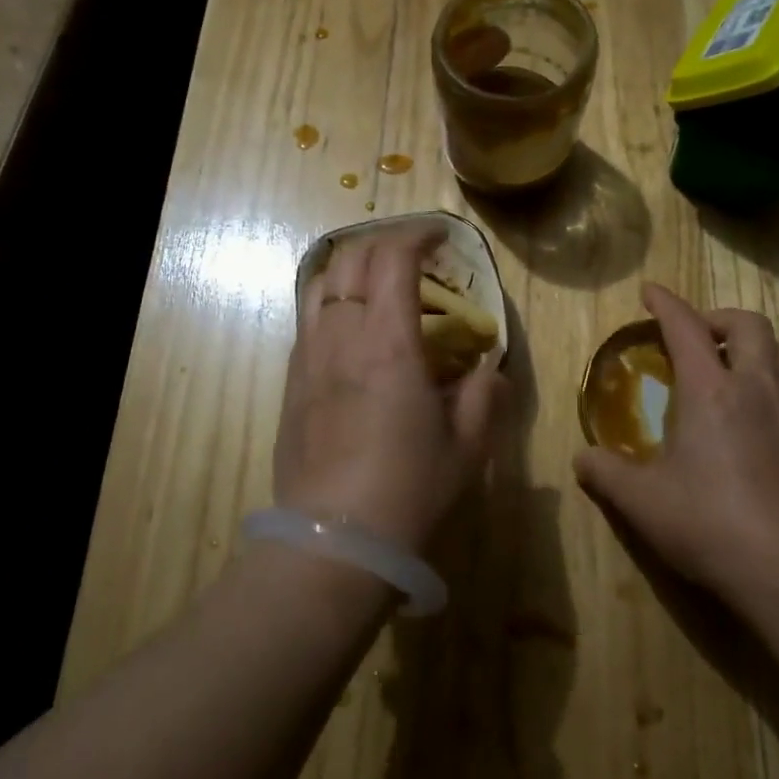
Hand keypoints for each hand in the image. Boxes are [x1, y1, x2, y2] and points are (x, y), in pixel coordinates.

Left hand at [275, 225, 501, 551]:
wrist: (333, 543)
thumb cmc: (408, 491)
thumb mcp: (468, 447)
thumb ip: (483, 395)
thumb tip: (487, 369)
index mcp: (387, 342)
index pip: (393, 258)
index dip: (419, 234)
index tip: (443, 237)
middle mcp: (340, 335)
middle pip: (351, 258)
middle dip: (385, 242)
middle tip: (416, 256)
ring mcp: (308, 357)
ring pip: (320, 283)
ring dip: (352, 267)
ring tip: (379, 283)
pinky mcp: (291, 382)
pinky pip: (308, 319)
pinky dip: (333, 301)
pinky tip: (353, 329)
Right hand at [573, 283, 778, 607]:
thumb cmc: (709, 524)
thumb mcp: (641, 501)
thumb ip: (605, 473)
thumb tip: (582, 458)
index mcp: (711, 391)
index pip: (686, 328)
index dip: (665, 303)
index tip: (649, 291)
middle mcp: (755, 389)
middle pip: (748, 325)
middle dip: (717, 318)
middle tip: (693, 335)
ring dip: (754, 345)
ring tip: (730, 365)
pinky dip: (772, 381)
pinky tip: (754, 413)